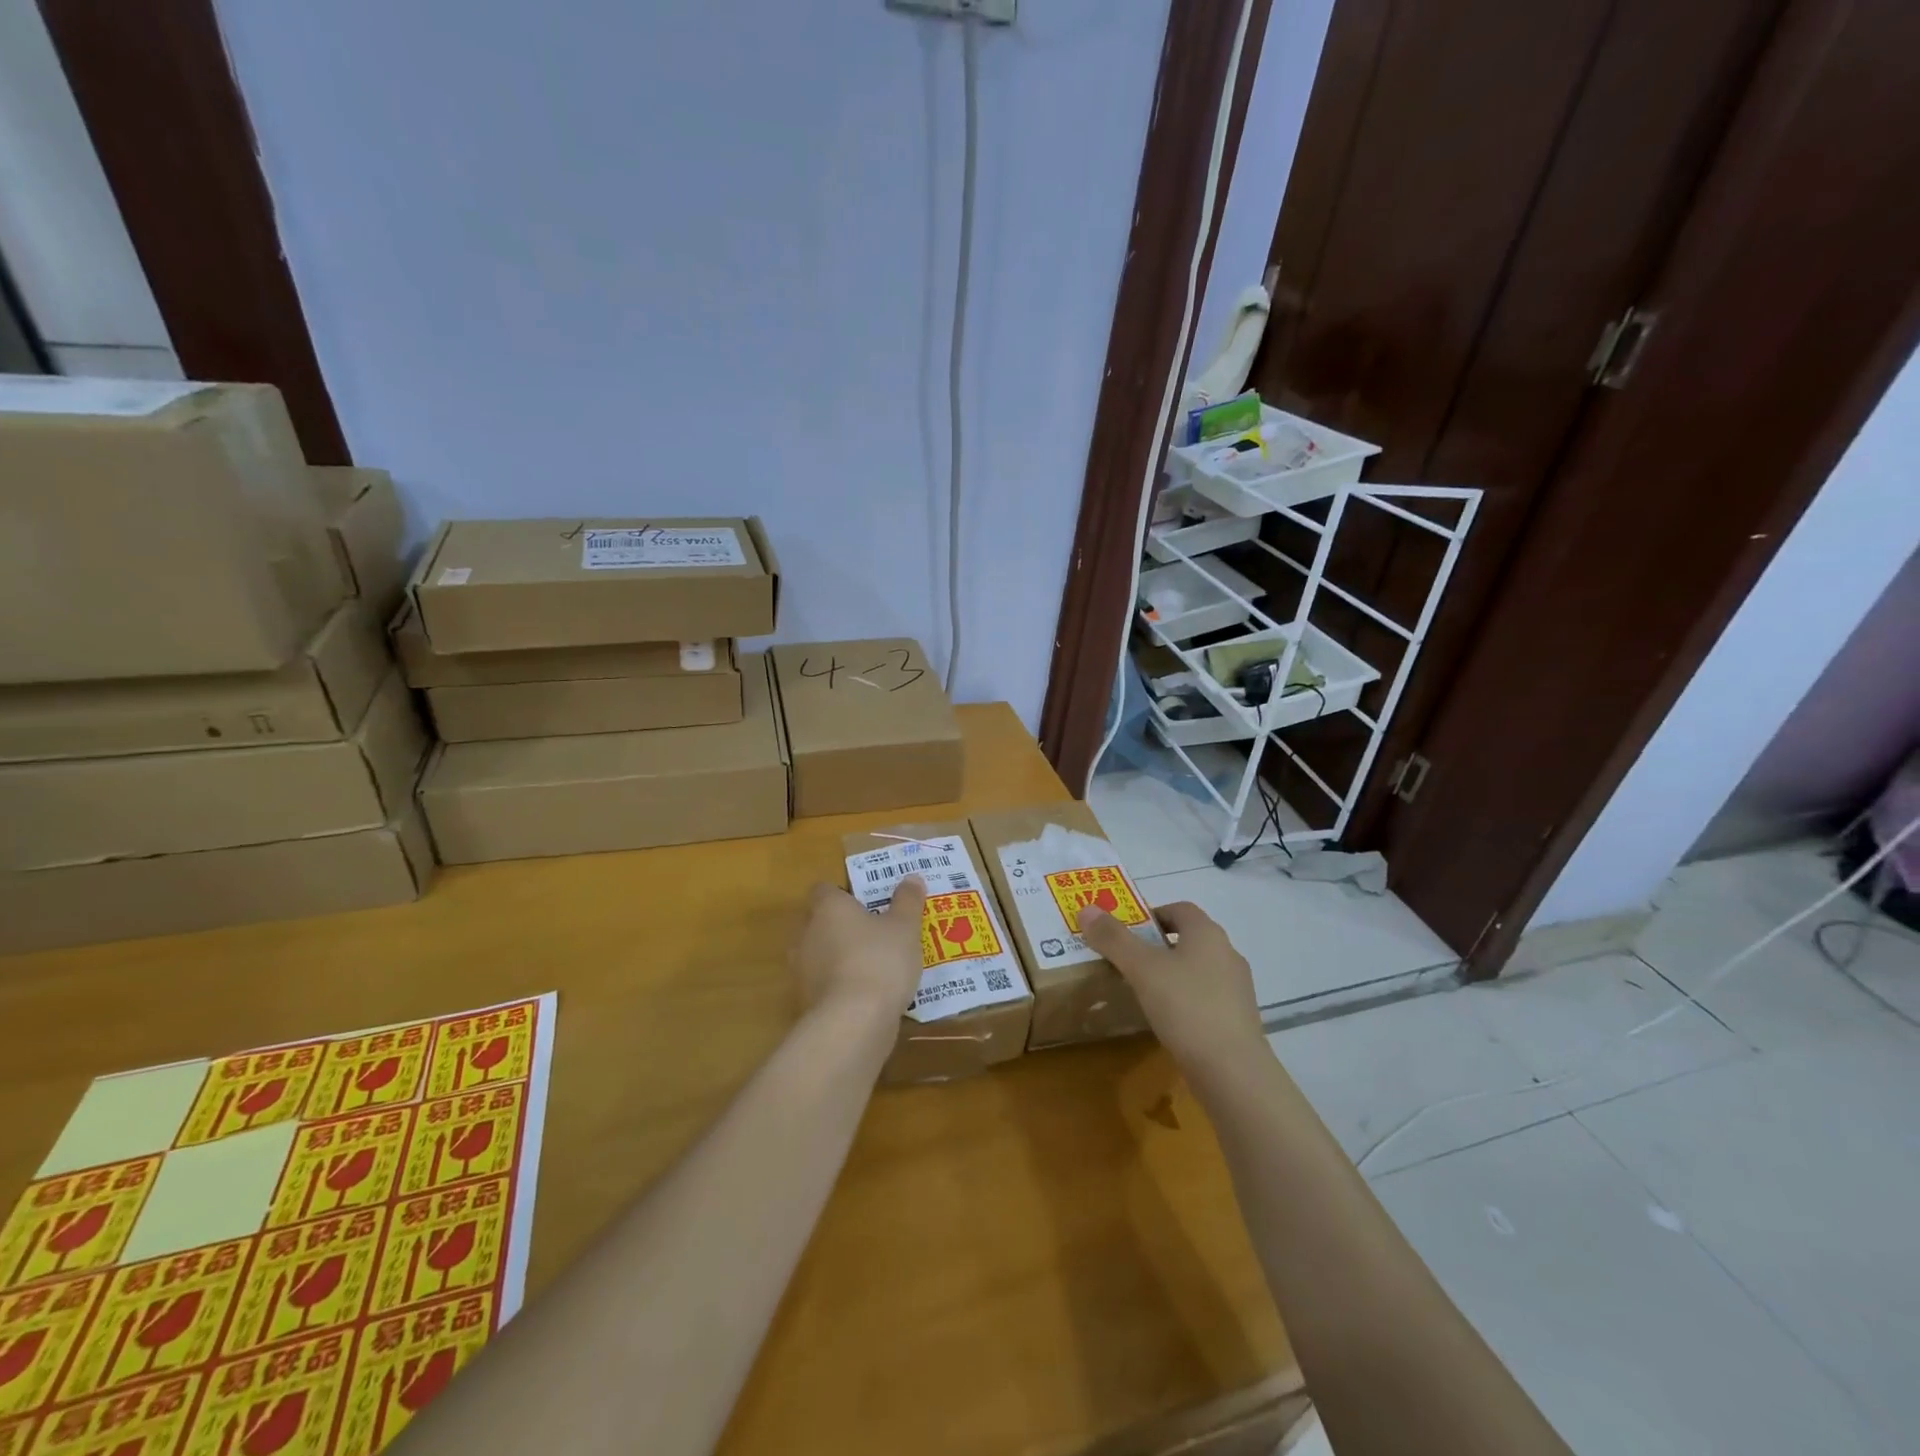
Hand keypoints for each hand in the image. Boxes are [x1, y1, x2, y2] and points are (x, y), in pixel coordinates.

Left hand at [791, 877, 926, 1023]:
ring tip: (872, 965)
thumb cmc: (879, 961)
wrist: (853, 1023)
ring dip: (839, 958)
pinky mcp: (806, 1002)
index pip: (825, 890)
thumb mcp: (905, 927)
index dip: (843, 894)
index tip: (866, 903)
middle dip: (841, 926)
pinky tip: (865, 995)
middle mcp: (806, 934)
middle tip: (873, 932)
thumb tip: (912, 878)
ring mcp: (802, 971)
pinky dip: (839, 986)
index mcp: (828, 908)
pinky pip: (824, 985)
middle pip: (819, 922)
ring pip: (819, 955)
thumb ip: (907, 901)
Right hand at [1077, 901, 1263, 1066]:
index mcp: (1207, 933)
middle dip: (1157, 945)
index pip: (1179, 909)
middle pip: (1188, 938)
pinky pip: (1205, 998)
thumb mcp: (1142, 969)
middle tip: (1126, 960)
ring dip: (1171, 974)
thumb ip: (1114, 939)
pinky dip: (1184, 1000)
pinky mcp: (1239, 1020)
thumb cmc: (1186, 1007)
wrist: (1233, 1073)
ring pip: (1197, 969)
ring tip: (1141, 991)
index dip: (1151, 914)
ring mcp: (1237, 989)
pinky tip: (1166, 1020)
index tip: (1126, 932)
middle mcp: (1227, 954)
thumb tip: (1087, 909)